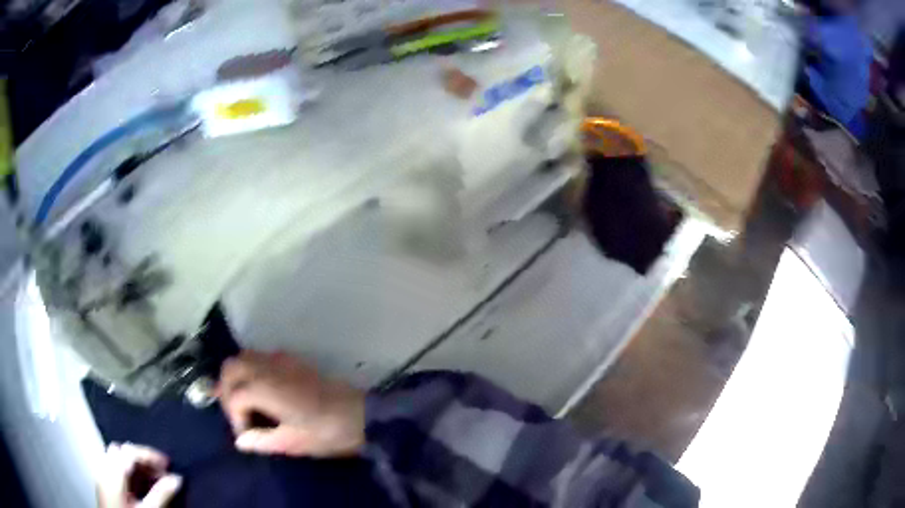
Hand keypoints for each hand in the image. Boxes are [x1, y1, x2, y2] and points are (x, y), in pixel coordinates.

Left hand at [96, 443, 181, 507]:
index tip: (168, 465)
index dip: (149, 455)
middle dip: (141, 458)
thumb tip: (177, 478)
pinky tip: (138, 484)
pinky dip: (127, 470)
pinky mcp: (103, 484)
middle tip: (161, 472)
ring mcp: (101, 475)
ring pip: (116, 457)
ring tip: (152, 478)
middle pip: (121, 450)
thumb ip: (160, 494)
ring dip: (135, 464)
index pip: (129, 450)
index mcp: (113, 472)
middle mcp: (104, 468)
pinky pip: (113, 467)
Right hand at [218, 350, 365, 457]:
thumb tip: (240, 441)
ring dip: (237, 376)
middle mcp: (267, 368)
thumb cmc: (326, 432)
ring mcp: (280, 360)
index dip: (234, 419)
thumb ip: (261, 441)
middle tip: (237, 414)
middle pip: (231, 368)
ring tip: (245, 402)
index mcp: (264, 388)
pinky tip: (263, 390)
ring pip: (244, 357)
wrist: (361, 415)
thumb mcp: (292, 443)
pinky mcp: (293, 360)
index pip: (233, 397)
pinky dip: (252, 369)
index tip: (246, 435)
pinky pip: (261, 356)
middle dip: (227, 390)